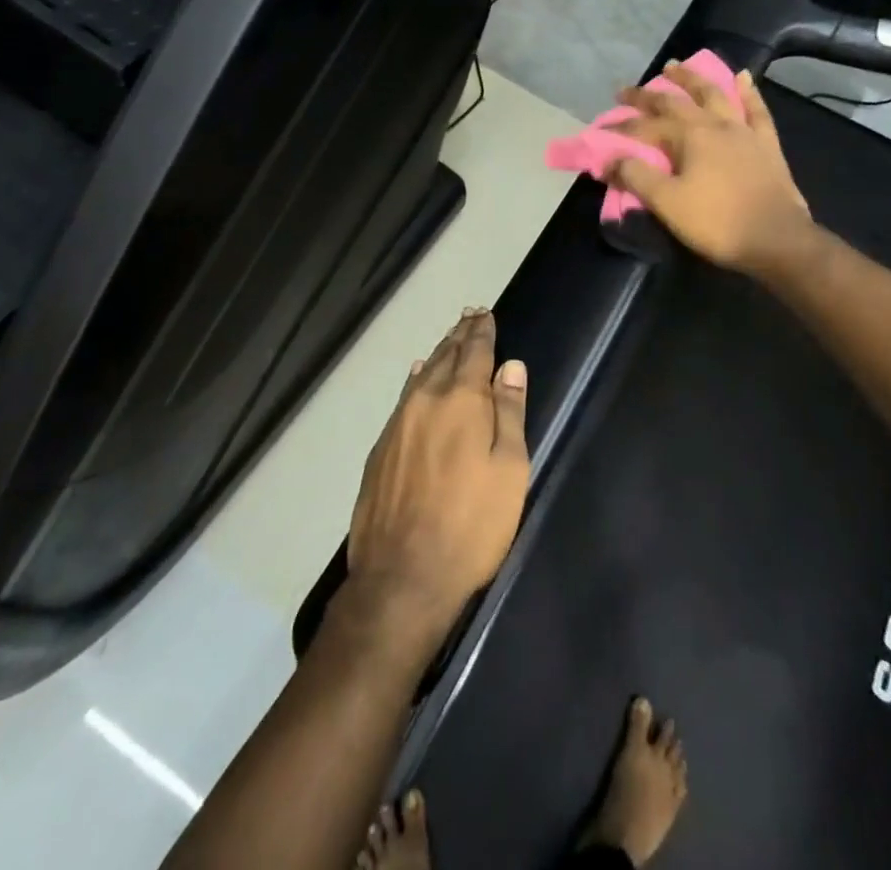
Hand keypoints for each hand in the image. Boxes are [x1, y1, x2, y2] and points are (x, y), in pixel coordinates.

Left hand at [346, 309, 528, 647]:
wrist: (402, 577)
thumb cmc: (471, 525)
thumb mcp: (508, 470)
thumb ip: (509, 413)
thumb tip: (510, 366)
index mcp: (461, 401)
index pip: (474, 352)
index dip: (482, 331)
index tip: (485, 313)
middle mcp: (425, 401)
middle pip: (445, 357)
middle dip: (460, 335)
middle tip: (469, 315)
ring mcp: (397, 424)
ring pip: (422, 375)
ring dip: (438, 354)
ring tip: (449, 339)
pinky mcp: (380, 449)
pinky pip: (403, 398)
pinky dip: (416, 380)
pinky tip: (418, 376)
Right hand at [605, 62, 814, 276]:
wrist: (776, 240)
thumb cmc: (717, 222)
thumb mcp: (667, 203)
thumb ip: (636, 176)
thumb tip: (610, 159)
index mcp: (689, 137)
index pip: (646, 126)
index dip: (622, 127)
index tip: (601, 129)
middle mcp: (715, 124)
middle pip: (676, 103)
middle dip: (647, 96)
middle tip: (626, 91)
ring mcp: (744, 131)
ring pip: (715, 95)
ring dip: (692, 79)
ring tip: (676, 66)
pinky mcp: (767, 145)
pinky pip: (757, 110)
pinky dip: (748, 93)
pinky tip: (743, 77)